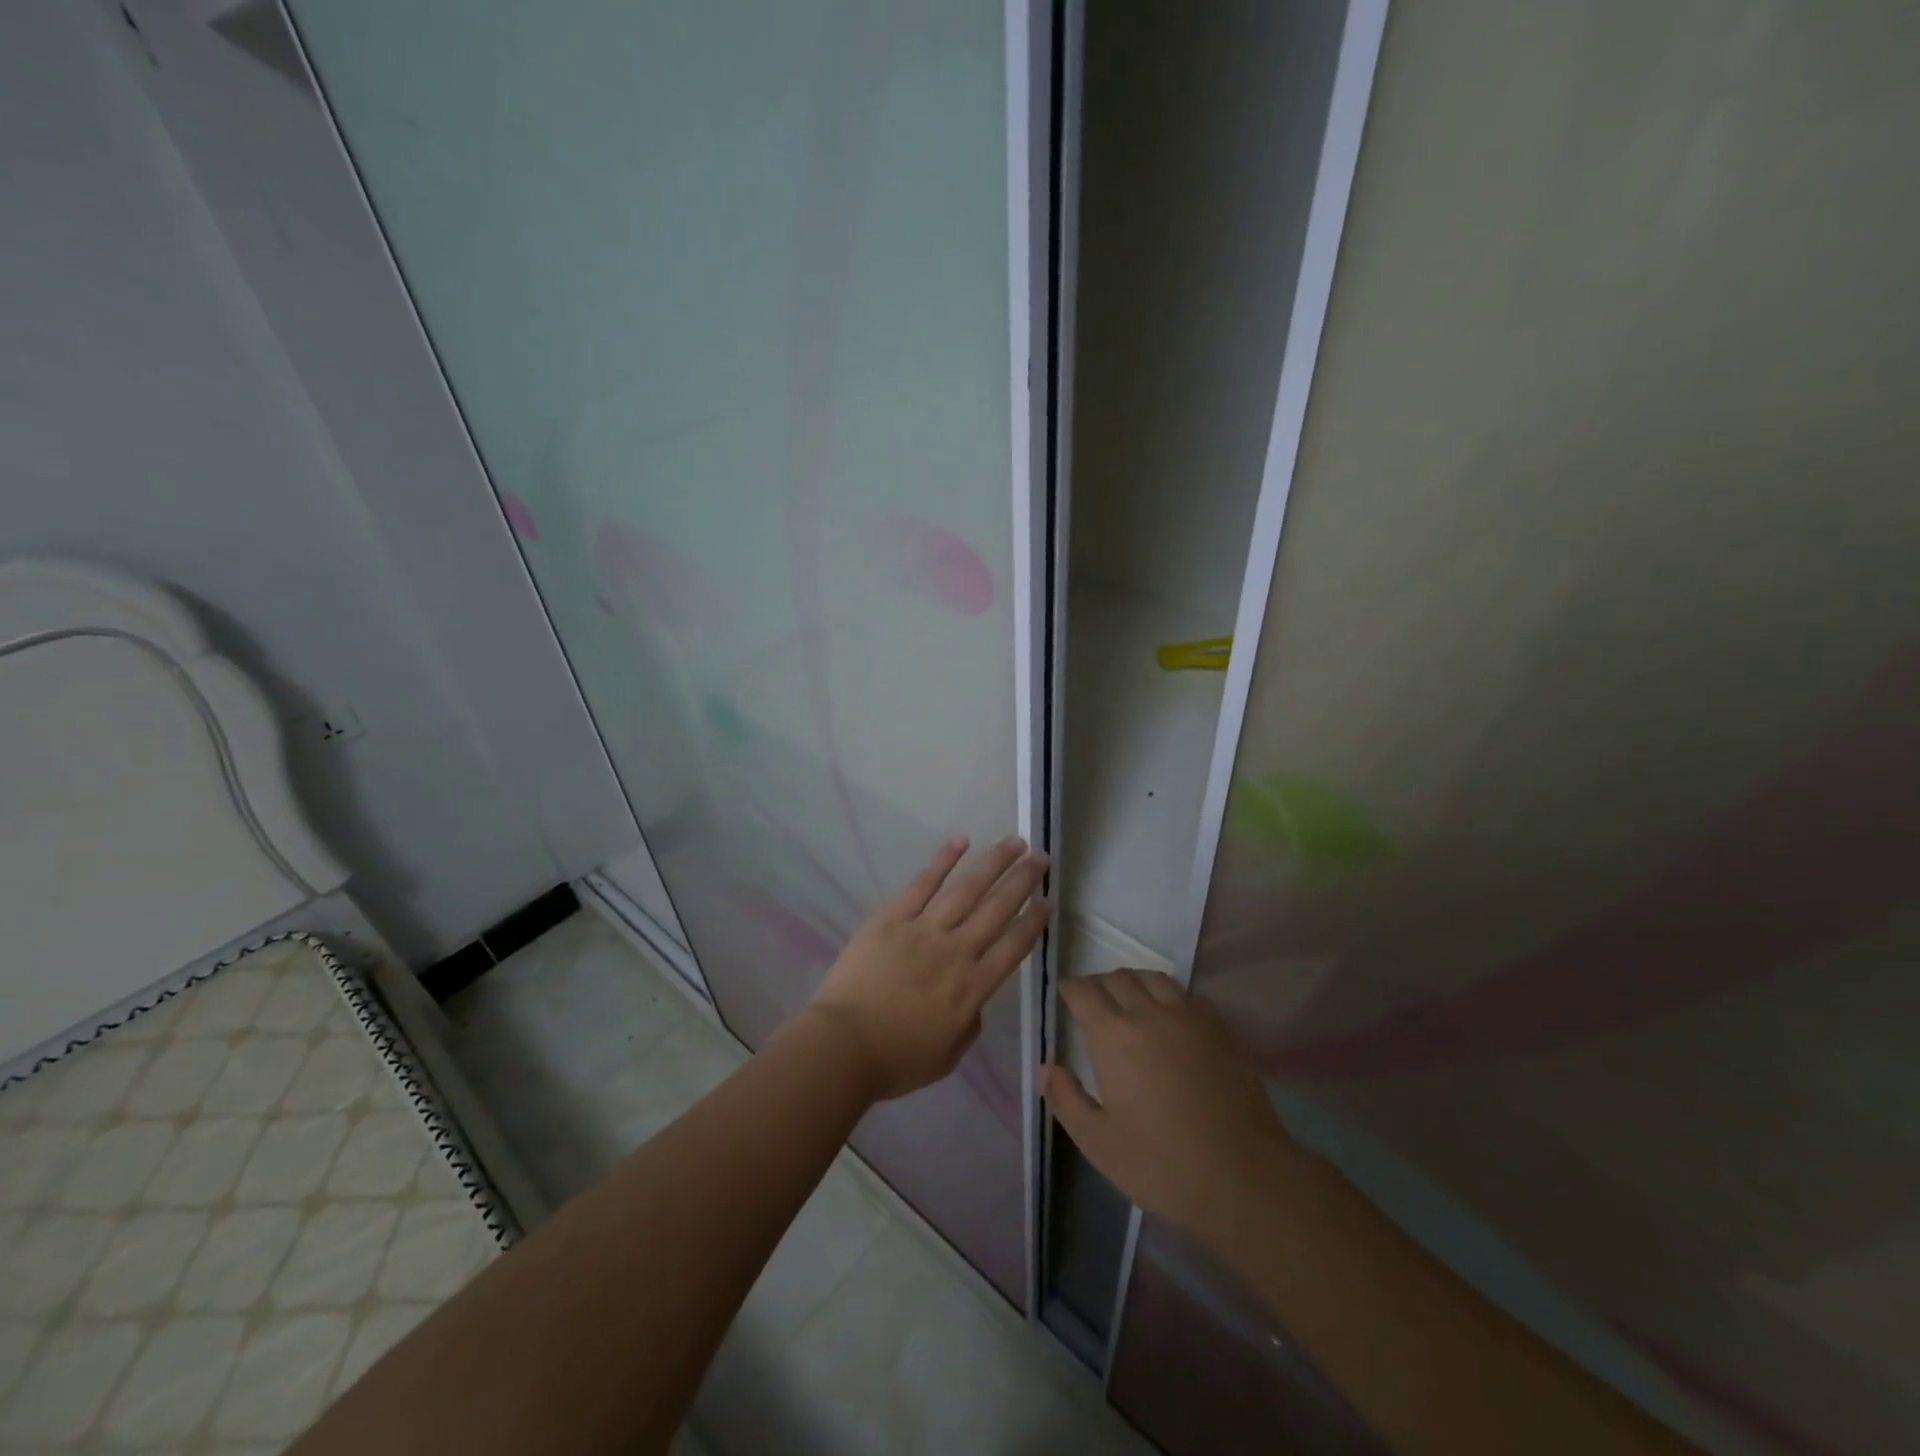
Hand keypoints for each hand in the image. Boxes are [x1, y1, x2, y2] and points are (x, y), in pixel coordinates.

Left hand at [804, 837, 1049, 1100]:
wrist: (843, 1047)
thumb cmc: (895, 1060)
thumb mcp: (948, 1056)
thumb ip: (970, 1025)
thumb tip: (975, 1002)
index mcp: (972, 989)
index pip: (1013, 946)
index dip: (1034, 921)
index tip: (1048, 900)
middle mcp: (956, 952)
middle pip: (997, 908)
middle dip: (1022, 880)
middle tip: (1040, 857)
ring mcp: (924, 930)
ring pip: (967, 889)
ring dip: (993, 863)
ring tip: (1014, 842)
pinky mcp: (892, 917)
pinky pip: (923, 883)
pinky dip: (944, 860)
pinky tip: (962, 841)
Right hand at [1042, 970, 1297, 1243]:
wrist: (1244, 1176)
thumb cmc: (1162, 1164)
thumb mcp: (1099, 1143)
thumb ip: (1066, 1099)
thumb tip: (1045, 1067)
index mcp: (1113, 1036)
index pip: (1083, 992)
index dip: (1070, 988)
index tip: (1064, 995)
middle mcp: (1148, 1013)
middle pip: (1117, 978)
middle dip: (1098, 983)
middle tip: (1092, 1000)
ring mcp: (1188, 1017)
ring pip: (1153, 978)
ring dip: (1133, 981)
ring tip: (1128, 999)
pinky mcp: (1219, 1028)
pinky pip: (1186, 994)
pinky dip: (1168, 994)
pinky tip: (1169, 1015)